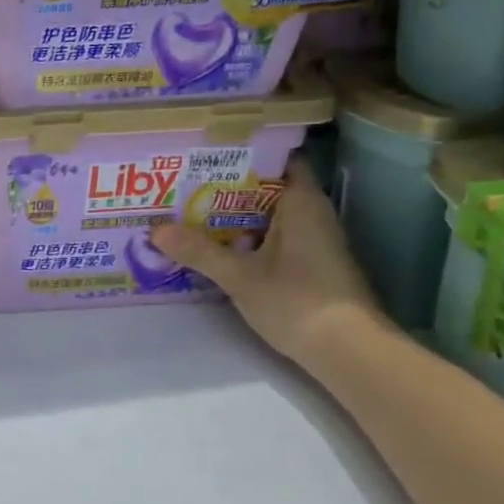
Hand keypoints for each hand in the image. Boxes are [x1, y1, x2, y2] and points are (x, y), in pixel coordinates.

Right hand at [150, 157, 386, 370]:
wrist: (348, 352)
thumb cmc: (297, 302)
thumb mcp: (240, 277)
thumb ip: (199, 252)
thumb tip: (155, 230)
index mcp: (303, 204)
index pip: (280, 160)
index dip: (247, 152)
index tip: (210, 151)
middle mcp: (313, 216)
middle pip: (270, 188)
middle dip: (230, 185)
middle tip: (187, 181)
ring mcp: (314, 242)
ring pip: (270, 216)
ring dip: (236, 214)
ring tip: (192, 209)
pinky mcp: (310, 266)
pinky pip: (274, 237)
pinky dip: (248, 236)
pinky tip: (217, 245)